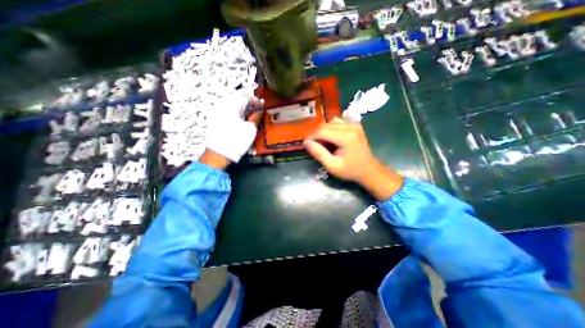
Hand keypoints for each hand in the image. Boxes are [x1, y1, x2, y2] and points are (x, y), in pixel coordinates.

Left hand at [204, 94, 263, 167]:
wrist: (220, 153)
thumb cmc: (236, 141)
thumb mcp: (250, 129)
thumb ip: (256, 117)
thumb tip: (260, 111)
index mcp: (232, 106)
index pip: (245, 96)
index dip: (255, 99)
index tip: (262, 104)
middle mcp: (224, 106)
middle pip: (238, 98)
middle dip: (249, 101)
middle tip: (257, 107)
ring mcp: (219, 113)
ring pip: (233, 104)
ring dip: (243, 107)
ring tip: (251, 113)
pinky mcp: (217, 119)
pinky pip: (228, 110)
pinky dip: (237, 111)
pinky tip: (242, 117)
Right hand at [304, 118, 404, 199]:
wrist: (369, 170)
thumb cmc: (350, 170)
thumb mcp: (332, 166)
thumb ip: (319, 153)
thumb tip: (306, 142)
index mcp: (346, 137)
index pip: (322, 131)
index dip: (311, 136)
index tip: (305, 145)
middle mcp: (351, 127)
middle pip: (325, 125)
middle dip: (316, 134)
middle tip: (313, 146)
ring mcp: (354, 124)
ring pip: (331, 122)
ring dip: (323, 131)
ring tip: (323, 142)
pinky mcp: (355, 125)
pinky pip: (338, 122)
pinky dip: (331, 128)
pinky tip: (332, 138)